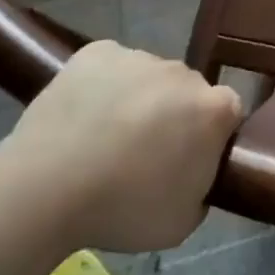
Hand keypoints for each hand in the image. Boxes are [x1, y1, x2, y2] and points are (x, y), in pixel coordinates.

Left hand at [1, 42, 244, 252]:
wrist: (47, 189)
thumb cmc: (123, 210)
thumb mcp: (183, 221)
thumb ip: (202, 188)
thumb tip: (193, 170)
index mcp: (214, 109)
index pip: (228, 112)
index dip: (210, 135)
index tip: (188, 159)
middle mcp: (184, 73)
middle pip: (187, 91)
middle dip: (174, 114)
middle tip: (144, 153)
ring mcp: (139, 57)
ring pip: (148, 77)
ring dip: (138, 99)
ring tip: (104, 136)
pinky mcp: (97, 52)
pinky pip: (110, 66)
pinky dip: (103, 85)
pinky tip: (83, 115)